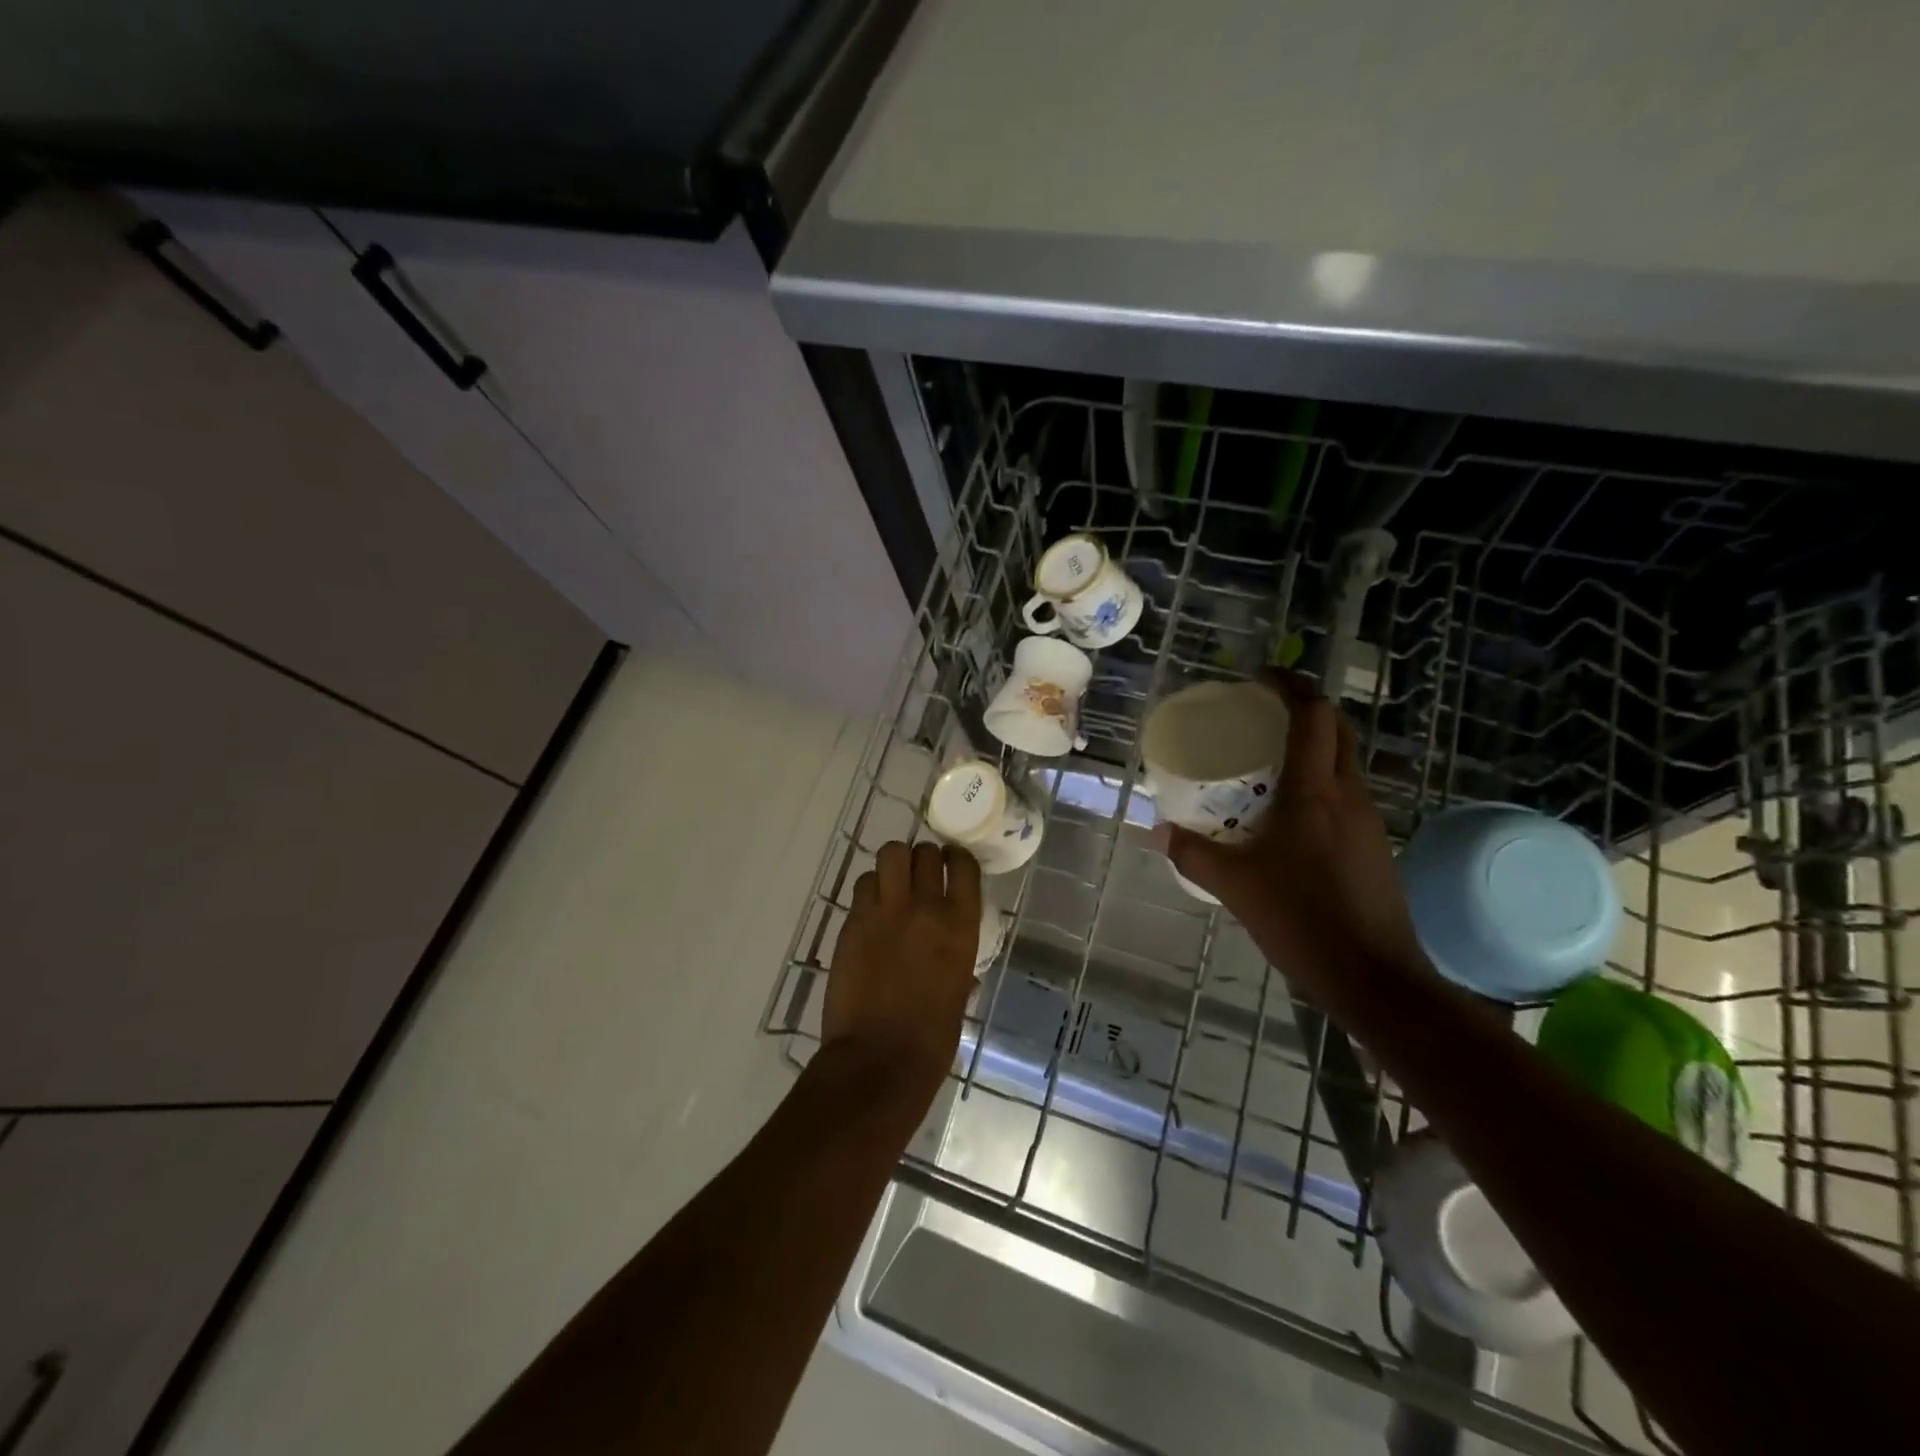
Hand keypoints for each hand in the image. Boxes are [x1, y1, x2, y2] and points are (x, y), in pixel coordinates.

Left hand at [823, 840, 981, 1103]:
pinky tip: (870, 909)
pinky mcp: (853, 921)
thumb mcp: (958, 992)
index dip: (956, 857)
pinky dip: (869, 890)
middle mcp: (925, 907)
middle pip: (924, 852)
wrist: (879, 1059)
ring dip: (893, 865)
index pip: (963, 865)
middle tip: (918, 875)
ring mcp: (885, 911)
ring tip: (892, 883)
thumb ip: (959, 965)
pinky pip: (862, 885)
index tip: (951, 861)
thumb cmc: (932, 1038)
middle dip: (922, 859)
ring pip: (889, 855)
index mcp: (960, 925)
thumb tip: (958, 967)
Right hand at [1154, 675, 1433, 1015]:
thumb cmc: (1302, 919)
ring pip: (1345, 762)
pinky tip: (1289, 815)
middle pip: (1338, 730)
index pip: (1313, 717)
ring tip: (1269, 760)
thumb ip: (1192, 853)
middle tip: (1264, 712)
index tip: (1260, 677)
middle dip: (1306, 709)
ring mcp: (1368, 821)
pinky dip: (1320, 783)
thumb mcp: (1234, 885)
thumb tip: (1156, 831)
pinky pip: (1346, 795)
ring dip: (1314, 747)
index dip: (1291, 686)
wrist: (1374, 977)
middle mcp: (1348, 795)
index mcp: (1314, 793)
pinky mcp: (1374, 846)